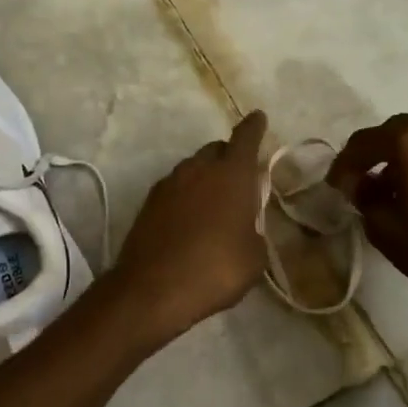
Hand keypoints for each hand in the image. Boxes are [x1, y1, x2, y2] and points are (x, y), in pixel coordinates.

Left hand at [111, 111, 269, 347]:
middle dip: (229, 157)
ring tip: (214, 205)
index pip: (245, 138)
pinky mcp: (149, 202)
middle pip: (216, 150)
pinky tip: (189, 220)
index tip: (258, 117)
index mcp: (231, 174)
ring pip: (193, 168)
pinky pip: (175, 188)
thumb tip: (246, 227)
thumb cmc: (215, 269)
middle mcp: (198, 168)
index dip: (254, 127)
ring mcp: (169, 183)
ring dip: (205, 178)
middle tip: (239, 179)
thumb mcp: (253, 257)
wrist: (153, 289)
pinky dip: (186, 196)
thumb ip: (254, 231)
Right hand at [327, 113, 407, 345]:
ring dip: (402, 160)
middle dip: (374, 154)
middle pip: (397, 132)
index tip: (335, 185)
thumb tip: (361, 185)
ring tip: (391, 192)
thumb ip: (365, 199)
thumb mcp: (386, 229)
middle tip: (360, 180)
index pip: (365, 141)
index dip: (344, 163)